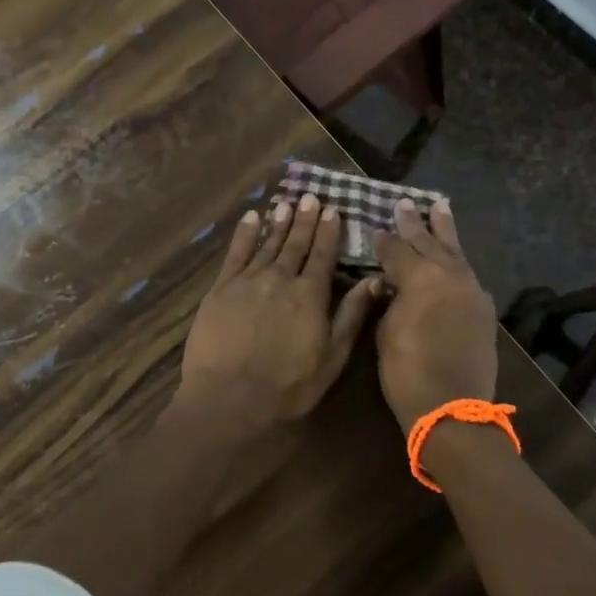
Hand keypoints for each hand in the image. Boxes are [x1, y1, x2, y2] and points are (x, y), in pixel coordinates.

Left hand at [175, 194, 380, 432]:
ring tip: (286, 203)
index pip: (323, 255)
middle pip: (295, 244)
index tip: (333, 209)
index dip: (329, 232)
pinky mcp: (221, 289)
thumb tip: (374, 280)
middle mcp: (281, 278)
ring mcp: (248, 281)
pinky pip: (236, 254)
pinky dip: (245, 234)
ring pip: (267, 244)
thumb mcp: (332, 356)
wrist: (230, 398)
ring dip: (278, 223)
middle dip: (304, 220)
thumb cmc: (289, 385)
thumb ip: (351, 315)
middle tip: (310, 197)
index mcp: (311, 295)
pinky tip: (251, 219)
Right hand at [374, 198, 498, 431]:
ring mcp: (471, 290)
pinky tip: (452, 253)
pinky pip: (467, 273)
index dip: (384, 241)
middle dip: (415, 223)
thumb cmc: (407, 372)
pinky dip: (457, 259)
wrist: (453, 407)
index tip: (376, 229)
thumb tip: (391, 286)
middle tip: (405, 203)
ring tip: (440, 206)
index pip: (397, 250)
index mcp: (420, 278)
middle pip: (428, 242)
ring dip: (444, 230)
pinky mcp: (483, 307)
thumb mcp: (385, 332)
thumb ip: (389, 301)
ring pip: (455, 252)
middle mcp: (449, 275)